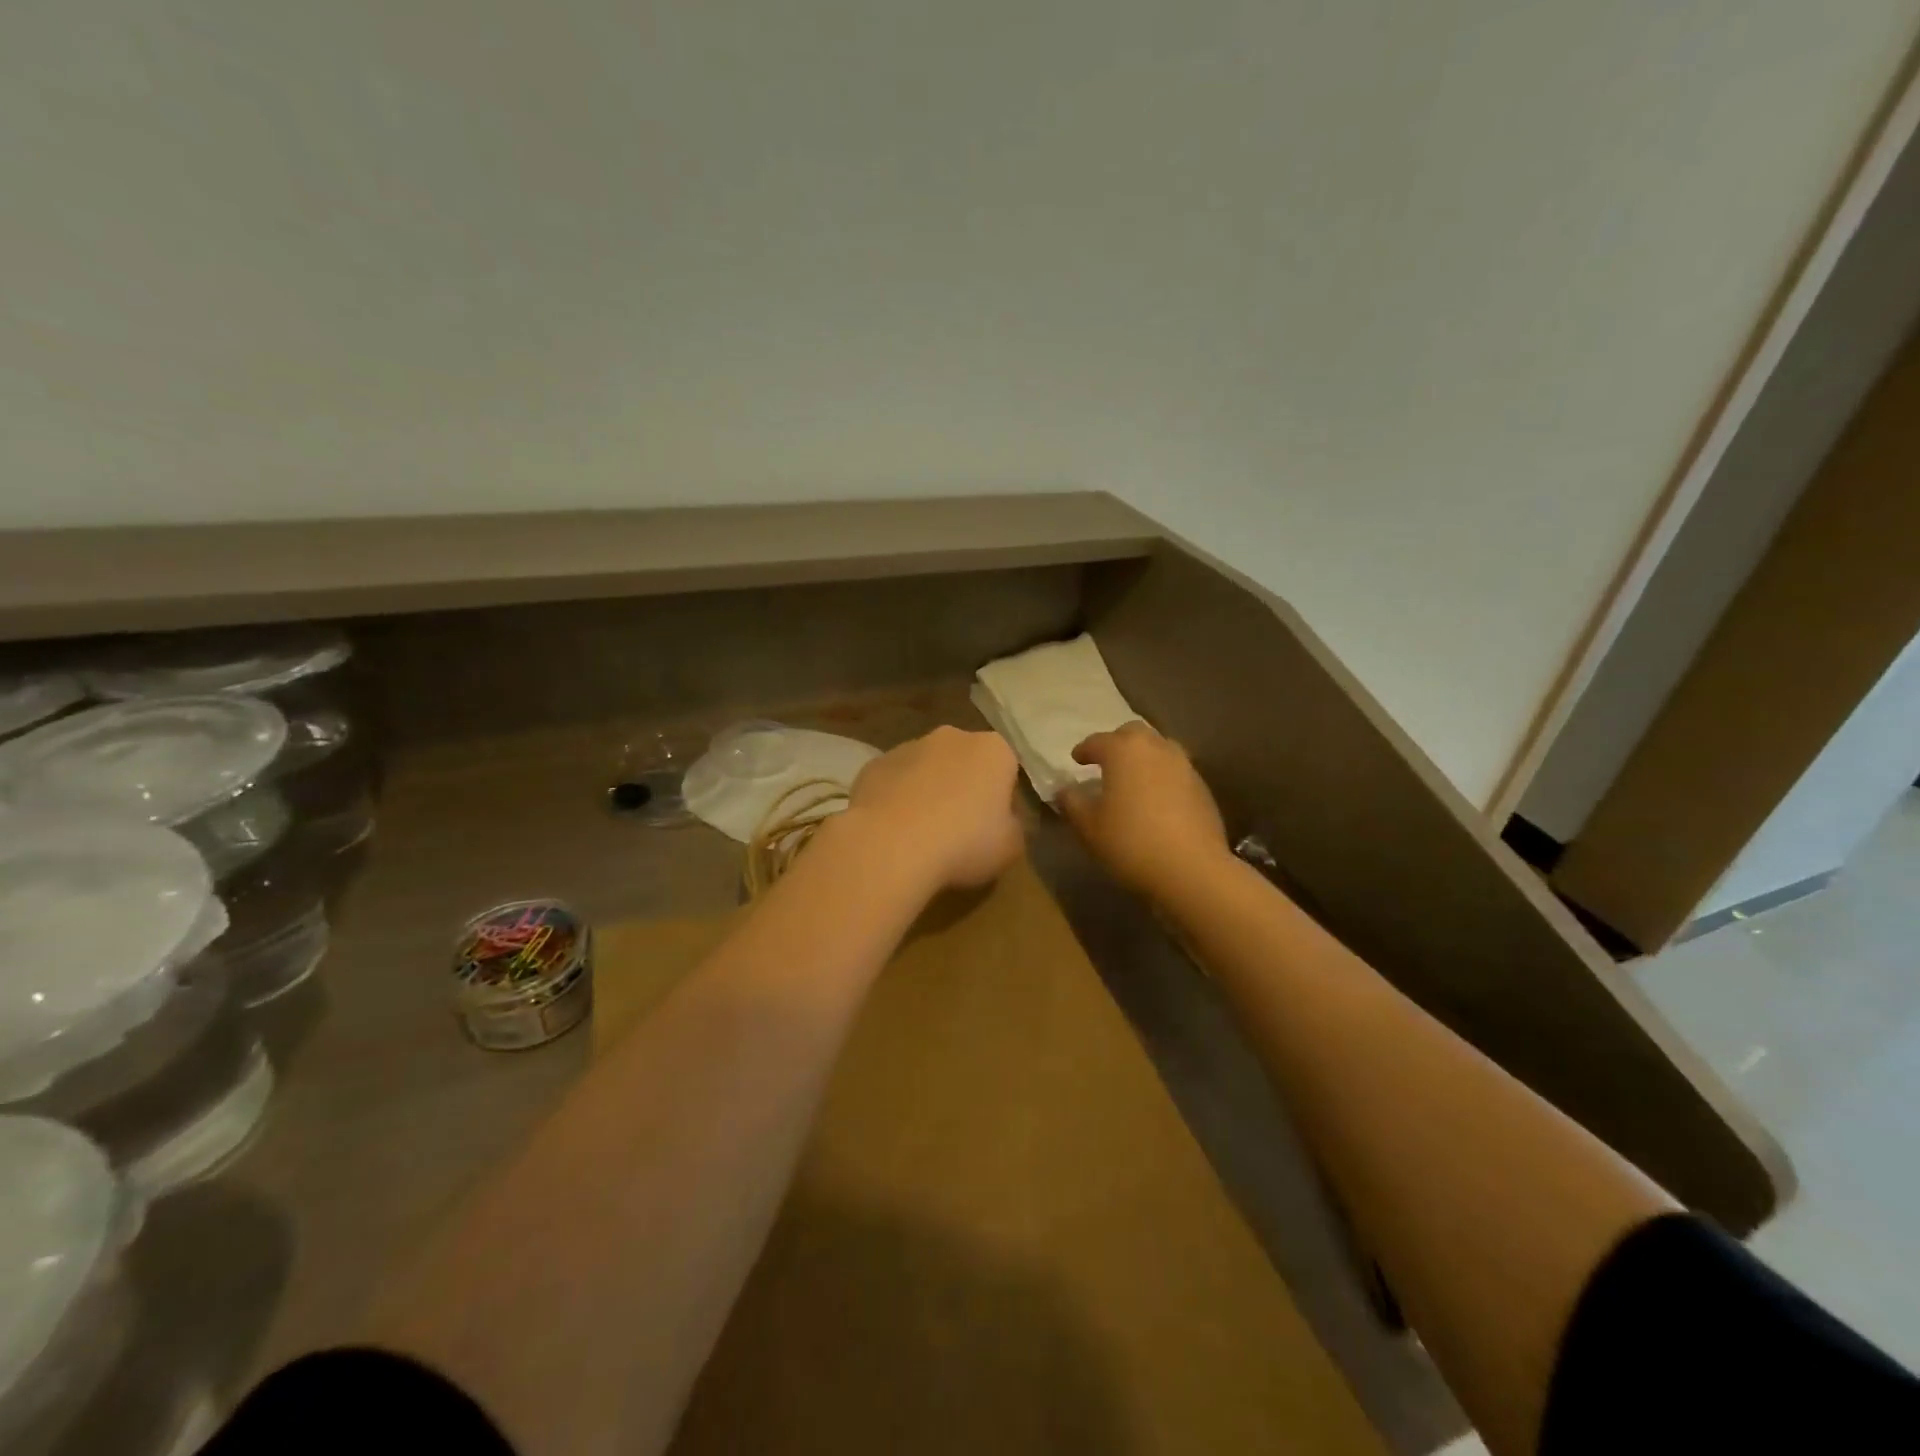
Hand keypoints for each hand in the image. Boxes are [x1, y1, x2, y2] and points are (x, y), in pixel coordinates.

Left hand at [846, 726, 1023, 889]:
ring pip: (927, 768)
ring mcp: (908, 746)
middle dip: (964, 788)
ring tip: (922, 833)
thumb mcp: (1011, 846)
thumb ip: (1013, 826)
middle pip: (966, 762)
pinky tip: (893, 830)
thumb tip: (1003, 820)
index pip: (1008, 770)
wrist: (891, 844)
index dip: (1003, 801)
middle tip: (960, 830)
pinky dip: (897, 799)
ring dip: (929, 791)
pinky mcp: (874, 764)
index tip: (995, 828)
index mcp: (993, 750)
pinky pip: (894, 781)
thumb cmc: (964, 842)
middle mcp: (952, 737)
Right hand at [1056, 722, 1228, 896]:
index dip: (1084, 750)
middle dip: (1117, 743)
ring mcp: (1184, 766)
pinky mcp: (1202, 787)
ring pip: (1159, 749)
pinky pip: (1176, 772)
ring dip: (1143, 758)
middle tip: (1105, 763)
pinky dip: (1161, 777)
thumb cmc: (1130, 842)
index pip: (1097, 741)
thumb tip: (1064, 790)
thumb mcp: (1089, 826)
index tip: (1076, 760)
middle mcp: (1156, 748)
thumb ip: (1072, 802)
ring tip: (1132, 780)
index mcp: (1123, 750)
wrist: (1192, 869)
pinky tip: (1156, 801)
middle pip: (1133, 734)